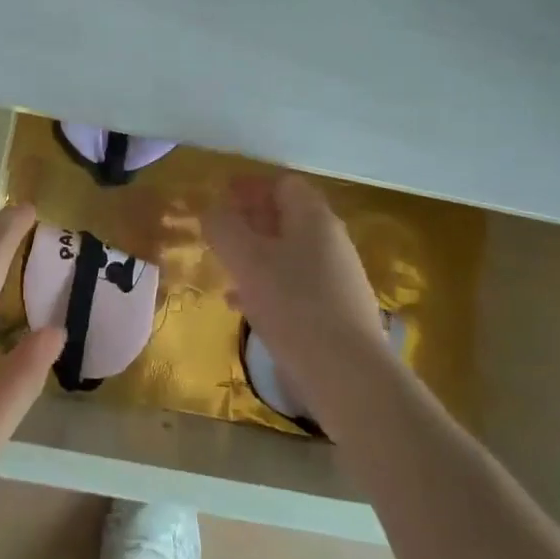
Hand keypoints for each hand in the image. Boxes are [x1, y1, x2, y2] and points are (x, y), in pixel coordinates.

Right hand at [204, 174, 399, 432]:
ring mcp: (337, 278)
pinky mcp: (336, 312)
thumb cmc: (293, 304)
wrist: (348, 375)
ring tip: (224, 268)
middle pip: (287, 216)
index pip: (283, 183)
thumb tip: (212, 210)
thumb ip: (223, 227)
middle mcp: (331, 241)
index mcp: (314, 217)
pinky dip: (267, 285)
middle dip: (250, 219)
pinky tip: (242, 306)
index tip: (221, 194)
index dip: (250, 185)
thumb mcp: (246, 259)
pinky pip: (295, 285)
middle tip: (219, 230)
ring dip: (255, 254)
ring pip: (288, 253)